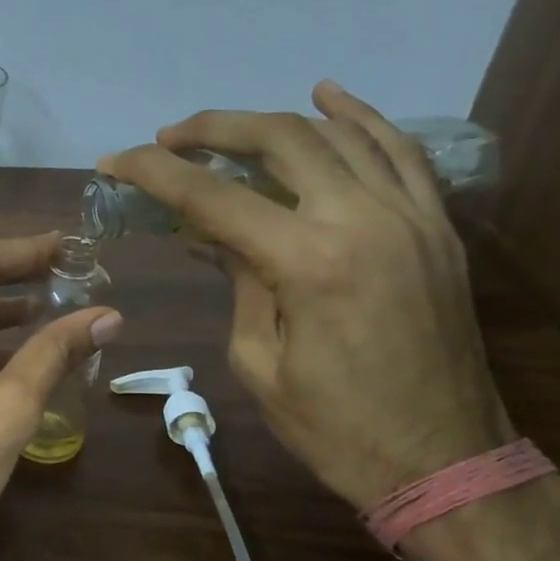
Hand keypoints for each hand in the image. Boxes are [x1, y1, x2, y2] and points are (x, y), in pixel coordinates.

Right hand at [99, 81, 512, 509]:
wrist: (444, 461)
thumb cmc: (334, 427)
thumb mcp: (259, 361)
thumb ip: (240, 282)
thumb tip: (218, 235)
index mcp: (309, 262)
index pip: (214, 197)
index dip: (156, 173)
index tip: (114, 161)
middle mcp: (364, 220)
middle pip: (280, 141)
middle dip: (213, 129)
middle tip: (168, 138)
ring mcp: (411, 217)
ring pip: (339, 134)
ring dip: (274, 121)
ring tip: (227, 128)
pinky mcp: (437, 227)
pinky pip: (400, 152)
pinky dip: (361, 119)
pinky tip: (329, 99)